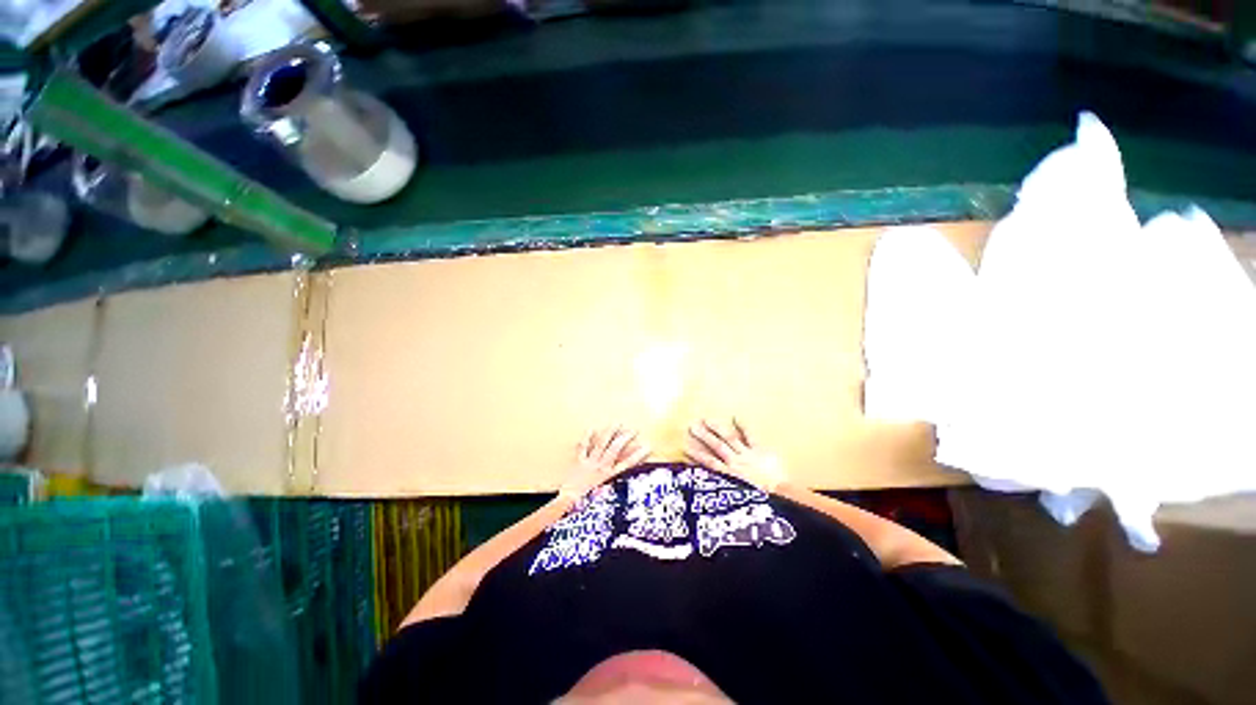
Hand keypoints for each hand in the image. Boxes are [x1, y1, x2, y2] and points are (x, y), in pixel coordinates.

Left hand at [559, 426, 651, 500]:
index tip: (647, 447)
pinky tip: (591, 428)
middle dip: (625, 438)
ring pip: (601, 444)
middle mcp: (601, 466)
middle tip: (634, 430)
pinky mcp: (579, 460)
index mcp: (608, 476)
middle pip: (615, 449)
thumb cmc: (585, 502)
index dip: (638, 455)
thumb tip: (621, 485)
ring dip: (610, 432)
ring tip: (617, 423)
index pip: (627, 463)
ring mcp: (590, 462)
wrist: (569, 500)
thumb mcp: (603, 496)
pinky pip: (583, 447)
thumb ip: (611, 487)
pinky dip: (587, 437)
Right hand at [685, 418, 786, 492]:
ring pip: (729, 439)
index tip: (685, 448)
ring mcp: (747, 455)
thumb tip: (718, 494)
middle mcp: (735, 463)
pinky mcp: (760, 451)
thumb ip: (730, 491)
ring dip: (717, 429)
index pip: (709, 463)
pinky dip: (743, 426)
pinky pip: (750, 436)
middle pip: (716, 446)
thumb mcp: (742, 500)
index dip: (697, 455)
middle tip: (692, 427)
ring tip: (706, 420)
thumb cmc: (763, 502)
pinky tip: (735, 417)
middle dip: (704, 436)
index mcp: (730, 475)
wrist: (782, 497)